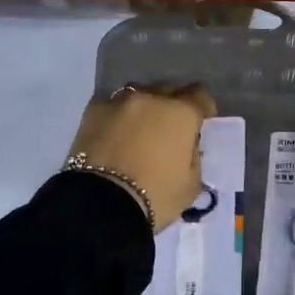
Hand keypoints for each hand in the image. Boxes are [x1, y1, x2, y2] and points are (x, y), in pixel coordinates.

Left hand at [69, 84, 216, 230]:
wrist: (100, 204)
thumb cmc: (155, 197)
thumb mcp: (191, 185)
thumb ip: (193, 157)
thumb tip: (186, 146)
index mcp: (181, 113)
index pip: (200, 96)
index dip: (203, 108)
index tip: (200, 123)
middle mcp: (151, 98)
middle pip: (168, 90)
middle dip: (172, 105)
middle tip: (169, 129)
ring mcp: (118, 102)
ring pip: (138, 94)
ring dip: (143, 108)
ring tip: (139, 129)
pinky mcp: (92, 111)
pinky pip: (111, 106)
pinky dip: (117, 116)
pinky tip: (114, 132)